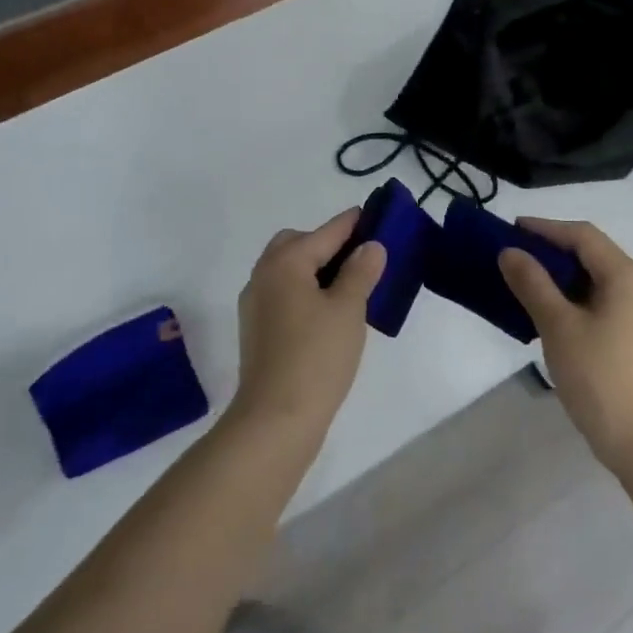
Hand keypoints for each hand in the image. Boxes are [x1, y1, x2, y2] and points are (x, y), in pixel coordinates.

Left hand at [232, 211, 385, 437]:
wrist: (275, 418)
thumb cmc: (316, 356)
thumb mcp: (348, 309)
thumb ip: (360, 272)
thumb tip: (370, 246)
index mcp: (285, 262)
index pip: (326, 232)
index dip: (353, 223)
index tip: (376, 214)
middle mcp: (263, 275)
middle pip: (297, 244)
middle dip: (328, 244)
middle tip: (361, 258)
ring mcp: (255, 305)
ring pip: (289, 271)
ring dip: (316, 269)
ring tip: (351, 285)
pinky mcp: (257, 330)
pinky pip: (284, 294)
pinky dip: (306, 291)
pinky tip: (329, 312)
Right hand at [499, 219, 632, 471]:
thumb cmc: (600, 377)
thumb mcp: (558, 326)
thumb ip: (533, 283)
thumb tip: (510, 252)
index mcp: (626, 275)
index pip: (582, 235)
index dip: (545, 228)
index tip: (510, 229)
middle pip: (592, 253)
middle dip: (551, 250)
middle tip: (512, 255)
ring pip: (596, 279)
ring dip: (561, 275)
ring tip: (524, 281)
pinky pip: (602, 300)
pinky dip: (574, 297)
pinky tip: (549, 311)